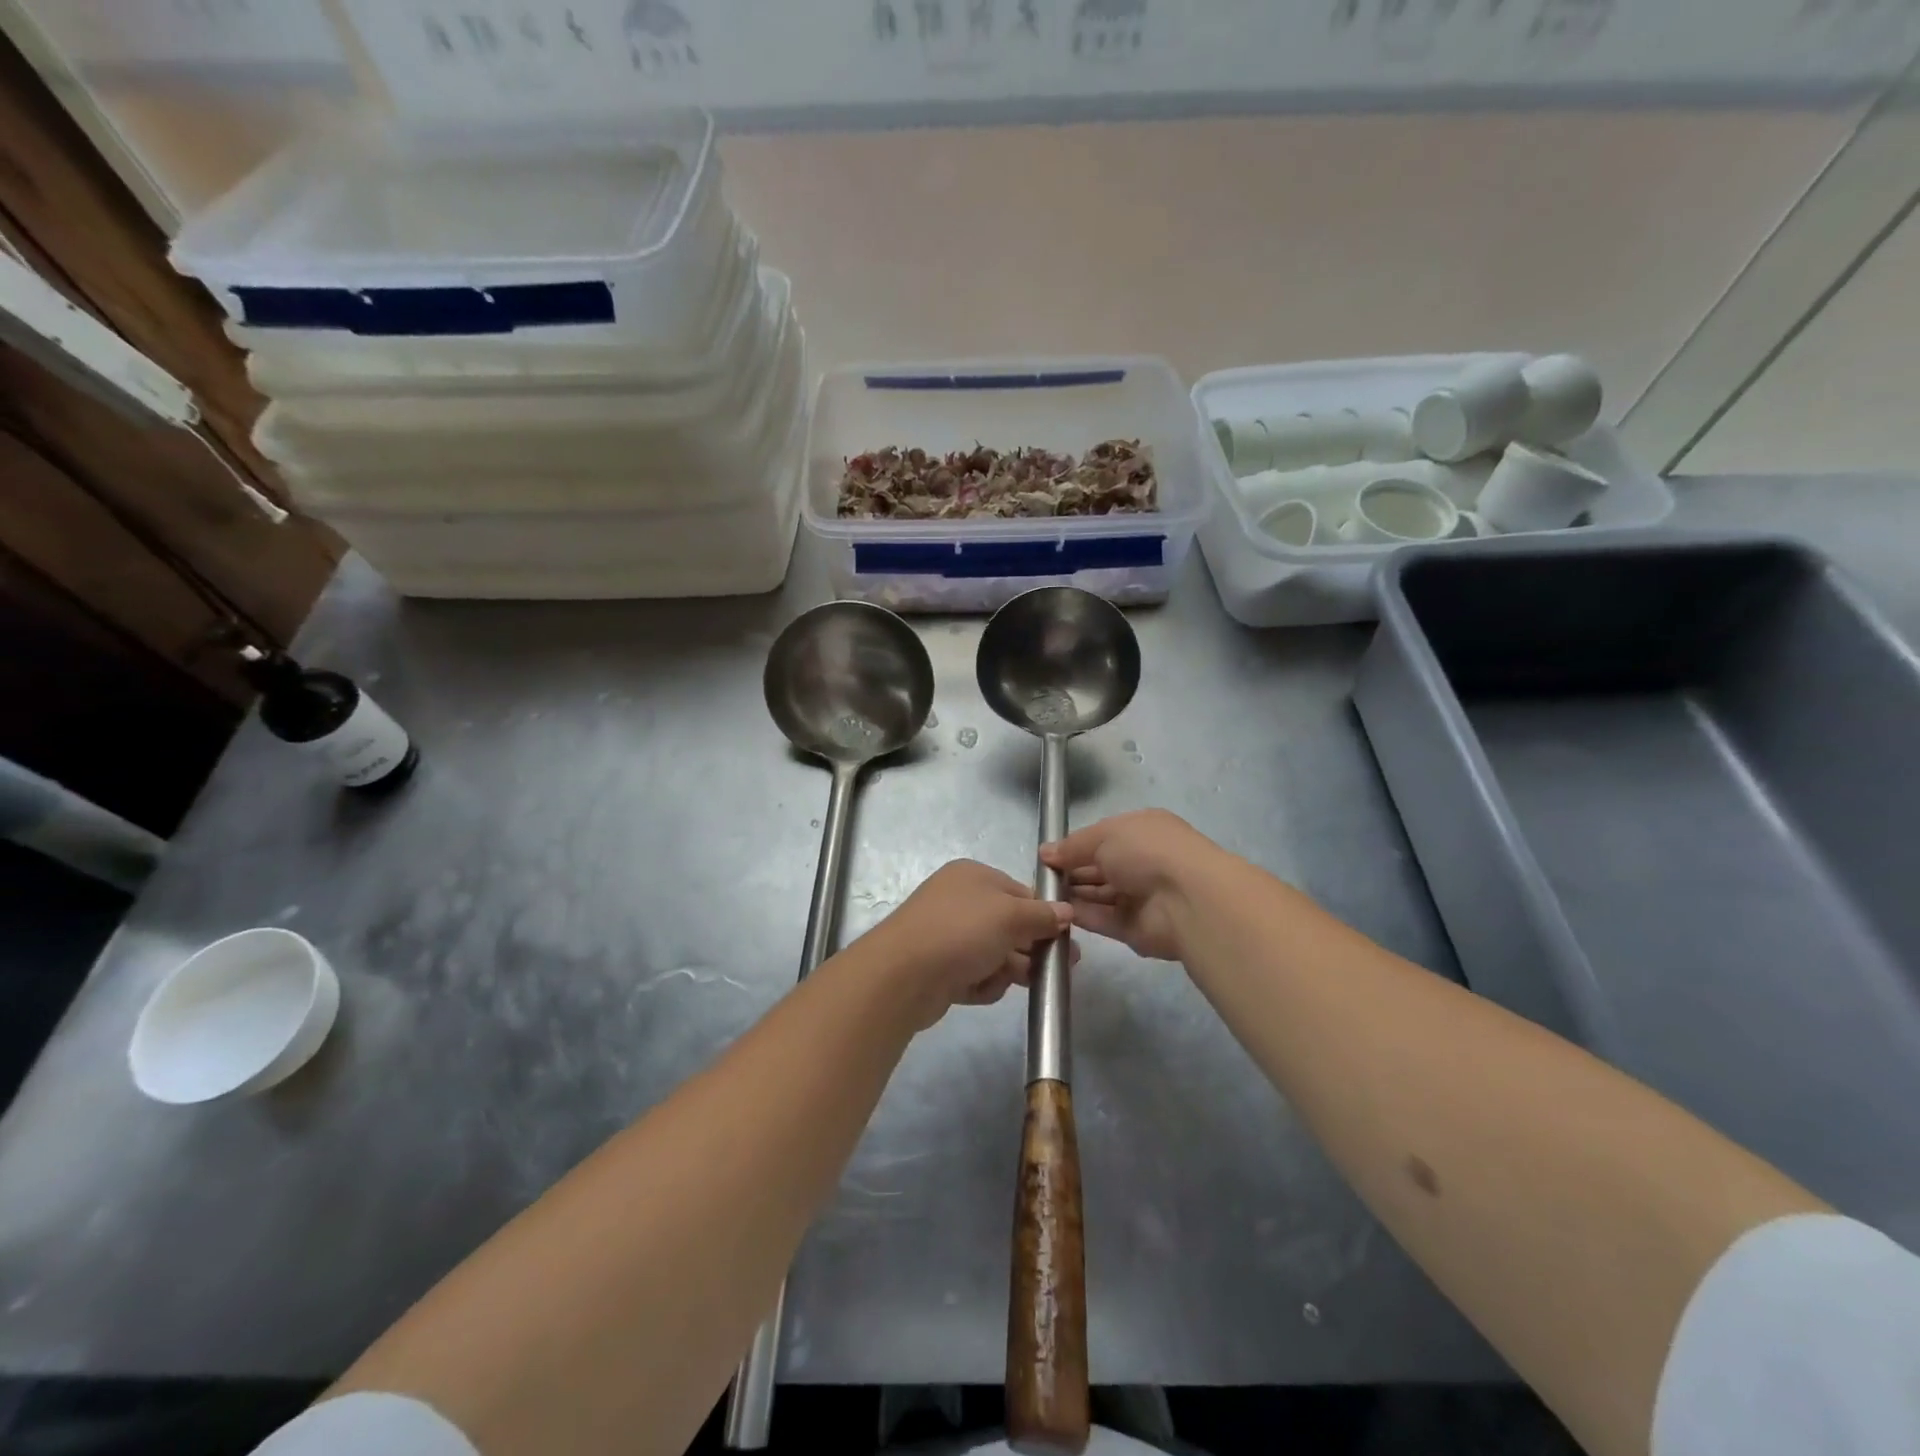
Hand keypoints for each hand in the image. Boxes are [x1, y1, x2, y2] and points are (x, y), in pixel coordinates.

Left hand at [860, 861, 1072, 1028]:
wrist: (902, 975)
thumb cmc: (961, 932)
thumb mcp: (1010, 916)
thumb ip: (1042, 915)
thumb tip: (1066, 911)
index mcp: (973, 876)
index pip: (1020, 893)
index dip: (1045, 915)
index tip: (1067, 939)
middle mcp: (959, 901)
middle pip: (1009, 925)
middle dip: (1031, 947)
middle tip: (1056, 969)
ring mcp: (947, 935)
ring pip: (994, 953)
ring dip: (1007, 969)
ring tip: (1020, 982)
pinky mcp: (940, 968)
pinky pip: (974, 974)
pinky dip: (982, 983)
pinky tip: (978, 989)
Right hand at [1040, 809, 1224, 962]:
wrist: (1187, 899)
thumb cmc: (1147, 851)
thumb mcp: (1105, 835)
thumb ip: (1073, 845)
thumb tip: (1045, 853)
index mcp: (1140, 832)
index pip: (1101, 839)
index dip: (1074, 847)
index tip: (1046, 856)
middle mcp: (1141, 862)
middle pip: (1098, 868)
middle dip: (1069, 872)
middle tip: (1038, 878)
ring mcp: (1139, 897)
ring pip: (1098, 895)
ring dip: (1072, 894)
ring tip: (1040, 896)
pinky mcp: (1134, 928)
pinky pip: (1102, 919)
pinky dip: (1080, 915)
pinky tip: (1055, 912)